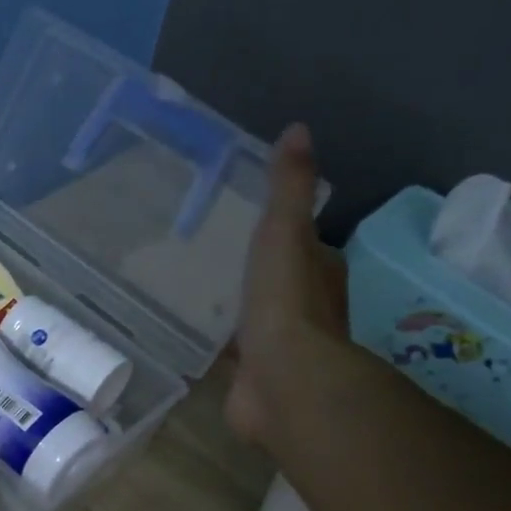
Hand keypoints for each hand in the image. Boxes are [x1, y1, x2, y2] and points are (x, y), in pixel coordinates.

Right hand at [226, 124, 352, 448]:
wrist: (283, 380)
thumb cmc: (286, 303)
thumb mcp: (285, 234)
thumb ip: (288, 190)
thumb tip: (298, 130)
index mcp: (320, 275)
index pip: (309, 248)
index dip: (289, 234)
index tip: (256, 223)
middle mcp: (306, 312)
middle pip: (280, 284)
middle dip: (257, 274)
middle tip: (214, 255)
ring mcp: (279, 348)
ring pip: (256, 320)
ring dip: (236, 311)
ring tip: (196, 291)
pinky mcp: (251, 377)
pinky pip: (232, 355)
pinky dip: (218, 346)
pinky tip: (190, 335)